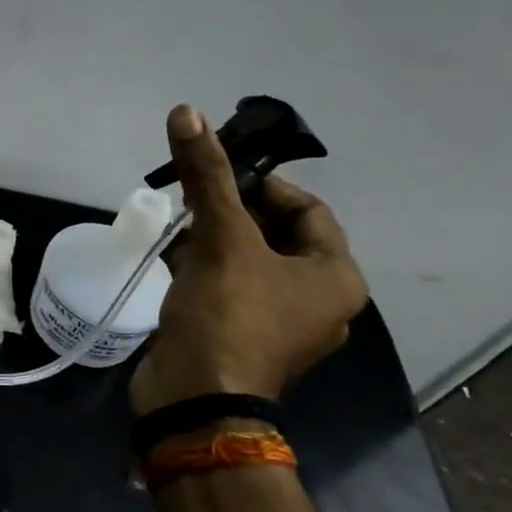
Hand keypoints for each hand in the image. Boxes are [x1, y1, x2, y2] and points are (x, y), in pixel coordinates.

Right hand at [130, 105, 367, 414]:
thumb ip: (206, 176)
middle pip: (276, 234)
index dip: (263, 183)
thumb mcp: (221, 238)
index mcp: (335, 277)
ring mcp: (280, 325)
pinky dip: (207, 269)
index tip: (218, 174)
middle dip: (233, 211)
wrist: (195, 399)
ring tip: (180, 226)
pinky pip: (231, 288)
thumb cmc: (228, 316)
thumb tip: (187, 112)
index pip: (307, 209)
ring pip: (249, 262)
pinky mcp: (242, 338)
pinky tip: (175, 261)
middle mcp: (318, 301)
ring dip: (216, 240)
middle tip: (192, 197)